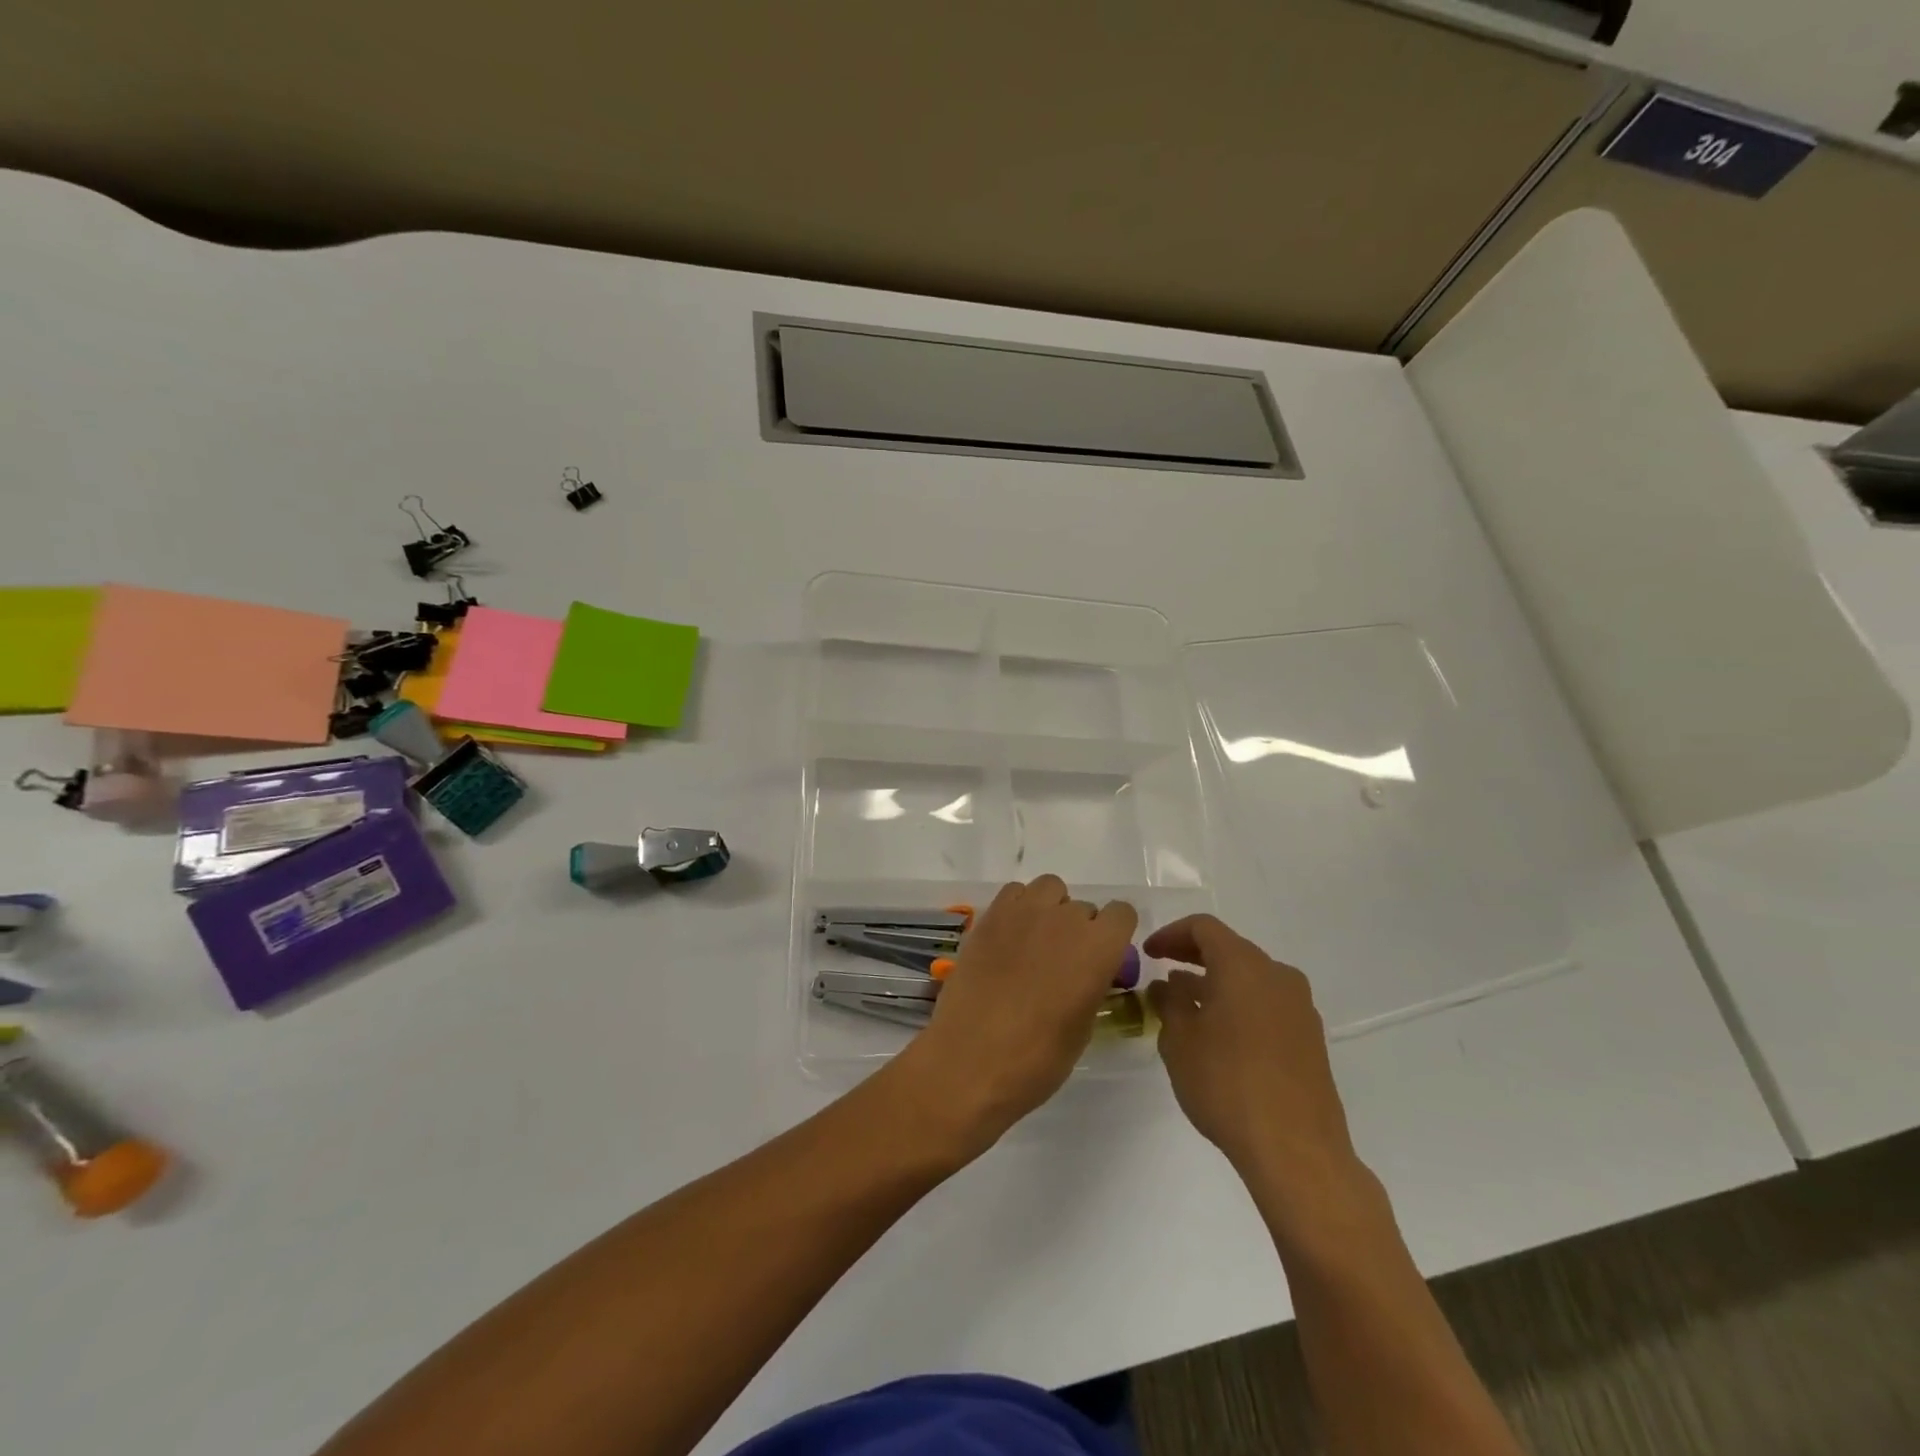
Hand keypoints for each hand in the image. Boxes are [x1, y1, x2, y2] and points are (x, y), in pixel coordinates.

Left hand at [899, 876, 1136, 1153]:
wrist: (971, 1060)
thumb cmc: (1037, 1058)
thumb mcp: (1082, 1028)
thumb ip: (1092, 986)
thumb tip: (1087, 975)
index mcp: (1099, 948)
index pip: (1122, 913)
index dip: (1114, 934)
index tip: (1102, 958)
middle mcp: (1066, 919)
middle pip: (1084, 907)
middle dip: (1080, 931)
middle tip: (1062, 964)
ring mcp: (1025, 912)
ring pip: (1050, 888)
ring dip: (1051, 909)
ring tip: (1036, 943)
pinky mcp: (990, 915)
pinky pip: (1014, 892)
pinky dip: (1018, 907)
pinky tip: (1009, 938)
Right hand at [1145, 915, 1356, 1186]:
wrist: (1297, 1150)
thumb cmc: (1227, 1084)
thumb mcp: (1179, 1040)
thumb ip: (1170, 1002)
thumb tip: (1169, 984)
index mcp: (1244, 965)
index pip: (1203, 928)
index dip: (1170, 934)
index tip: (1148, 953)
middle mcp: (1277, 975)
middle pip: (1230, 949)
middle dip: (1193, 956)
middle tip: (1162, 971)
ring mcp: (1299, 1007)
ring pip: (1250, 978)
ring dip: (1216, 983)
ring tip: (1185, 1006)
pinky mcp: (1310, 1038)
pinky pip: (1267, 1003)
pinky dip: (1239, 1004)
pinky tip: (1219, 1034)